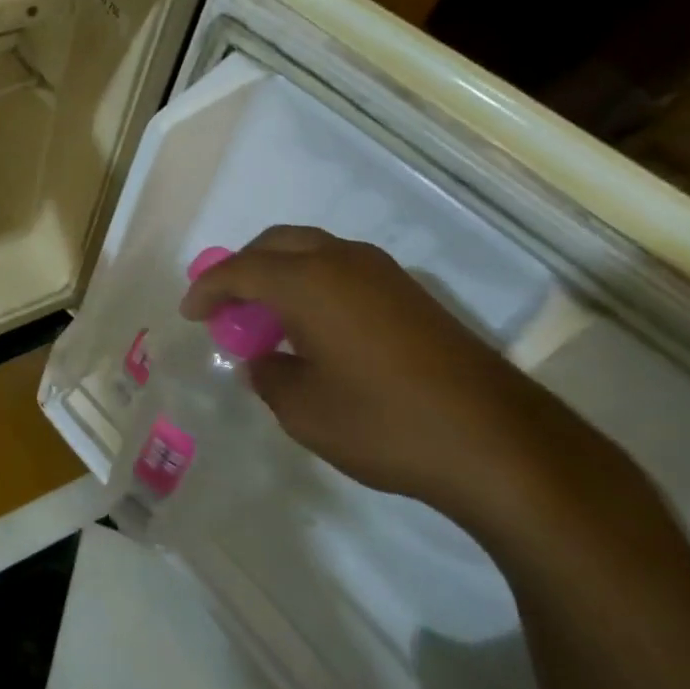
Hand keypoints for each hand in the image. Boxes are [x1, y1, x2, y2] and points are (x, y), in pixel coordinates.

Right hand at [181, 226, 617, 535]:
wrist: (498, 444)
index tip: (191, 314)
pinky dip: (313, 284)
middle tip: (225, 306)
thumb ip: (269, 375)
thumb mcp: (302, 410)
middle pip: (276, 244)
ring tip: (266, 316)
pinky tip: (313, 327)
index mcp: (308, 282)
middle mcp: (343, 262)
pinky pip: (342, 270)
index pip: (240, 270)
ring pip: (313, 251)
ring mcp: (384, 274)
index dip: (208, 289)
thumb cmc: (384, 424)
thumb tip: (266, 360)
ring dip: (280, 273)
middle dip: (242, 268)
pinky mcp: (412, 295)